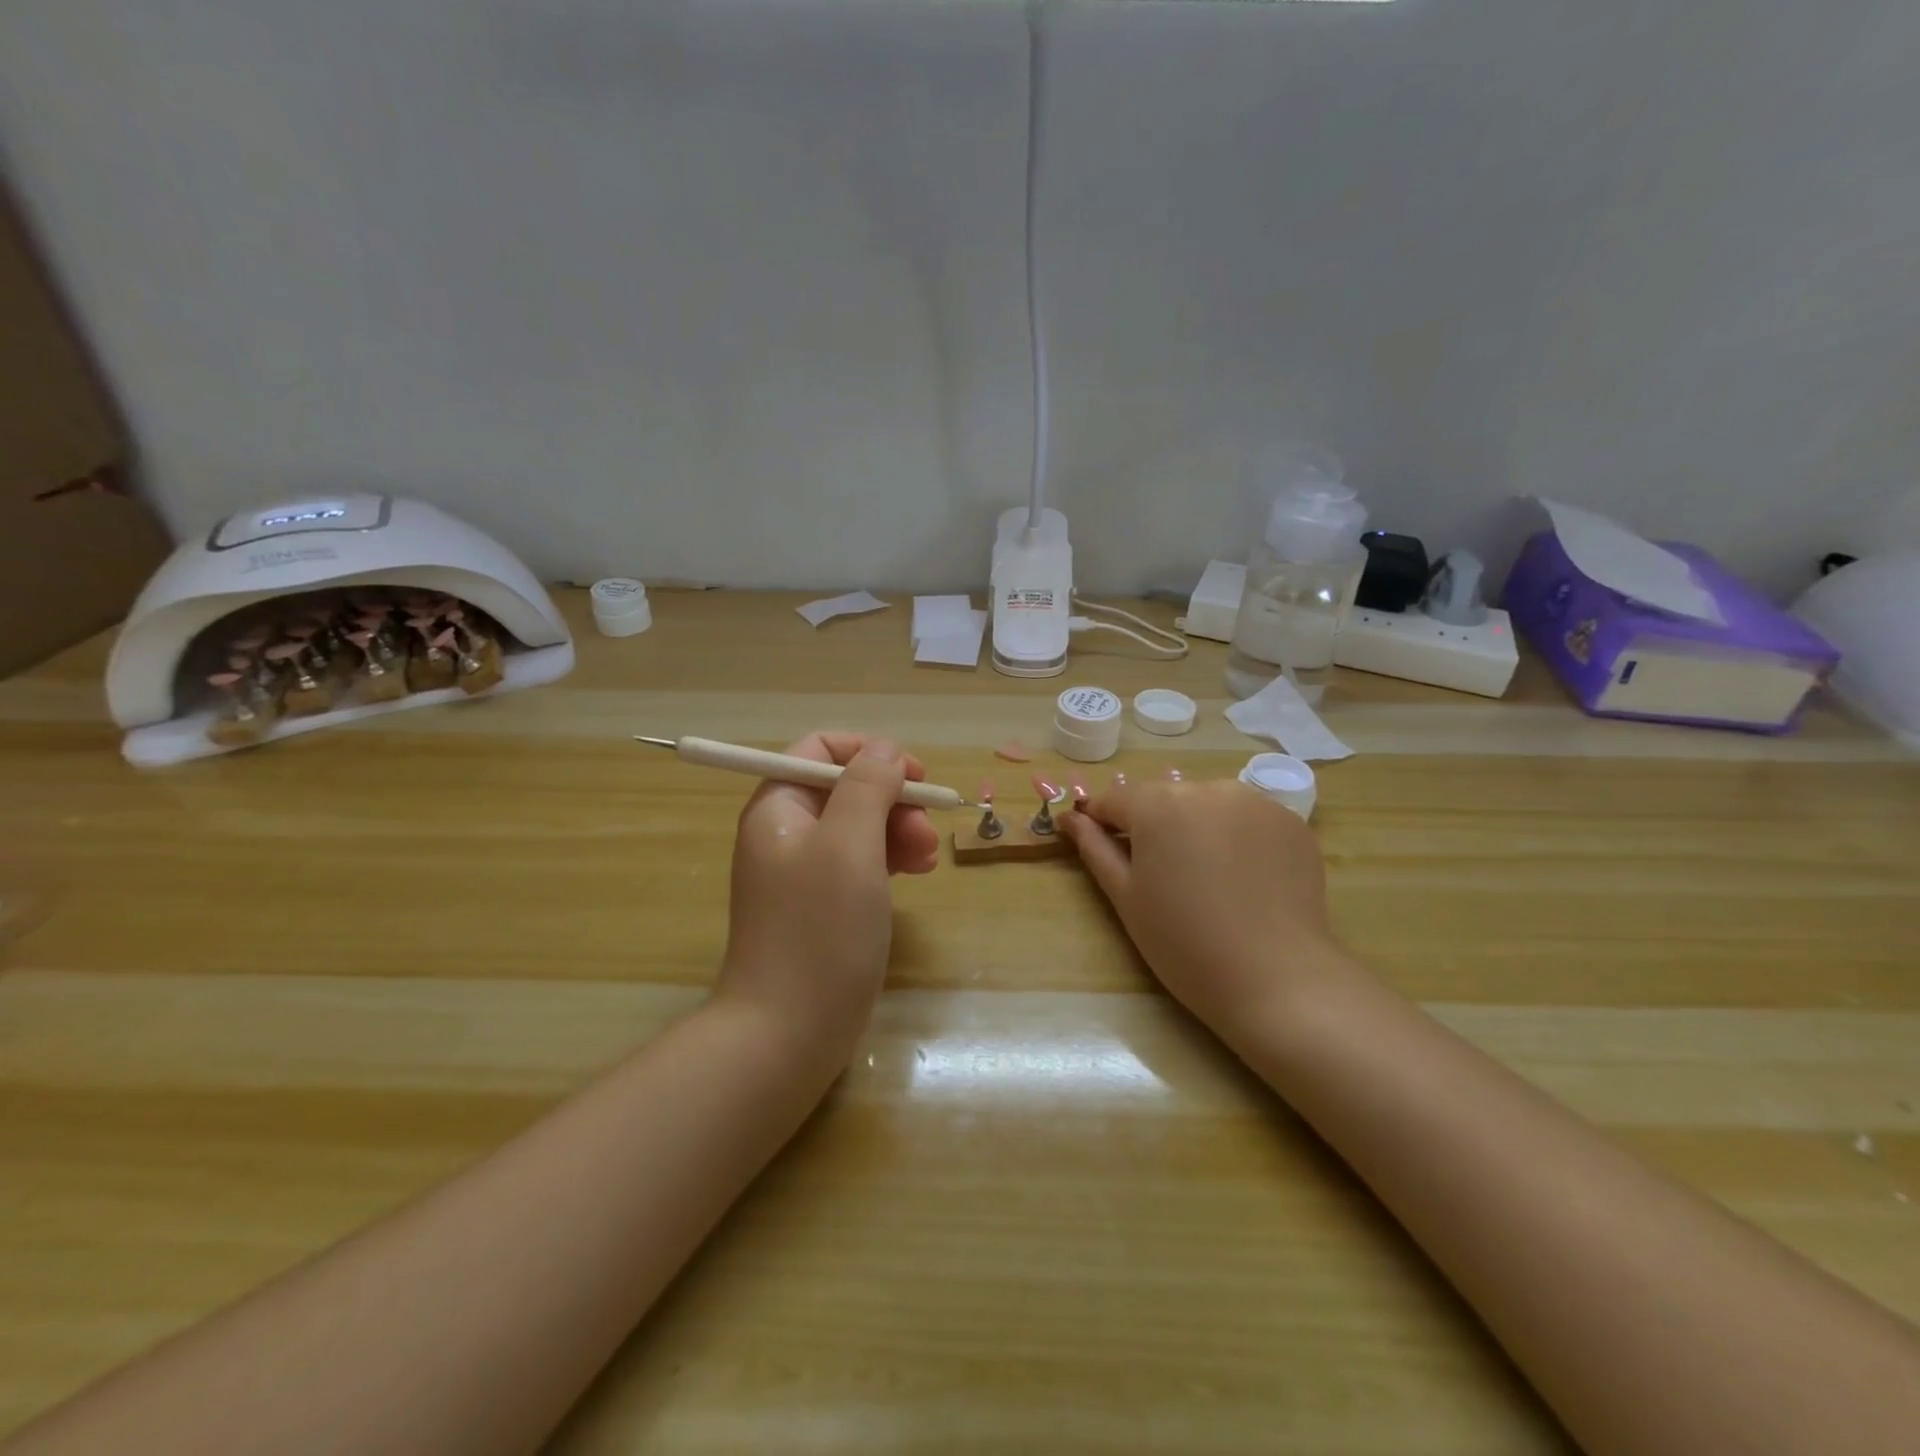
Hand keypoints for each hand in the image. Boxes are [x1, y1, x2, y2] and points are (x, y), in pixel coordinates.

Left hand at [716, 732, 939, 1064]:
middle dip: (893, 800)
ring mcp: (804, 872)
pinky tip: (916, 874)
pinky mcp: (823, 906)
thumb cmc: (818, 930)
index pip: (821, 749)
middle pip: (846, 788)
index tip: (913, 775)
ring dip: (899, 831)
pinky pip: (861, 863)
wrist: (787, 1033)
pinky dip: (890, 860)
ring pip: (860, 826)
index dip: (870, 752)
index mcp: (779, 806)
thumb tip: (885, 750)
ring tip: (928, 860)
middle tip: (927, 831)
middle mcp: (787, 832)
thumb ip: (868, 786)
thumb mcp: (849, 845)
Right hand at [1058, 778, 1356, 1038]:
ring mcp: (1255, 802)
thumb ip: (1095, 848)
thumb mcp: (1126, 897)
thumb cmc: (1184, 943)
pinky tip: (1241, 877)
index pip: (1115, 799)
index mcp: (1159, 805)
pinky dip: (1235, 837)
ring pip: (1206, 804)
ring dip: (1195, 827)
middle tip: (1158, 874)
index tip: (1098, 845)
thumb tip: (1069, 818)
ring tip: (1203, 875)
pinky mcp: (1290, 822)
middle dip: (1152, 825)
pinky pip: (1246, 818)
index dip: (1101, 821)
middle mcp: (1207, 789)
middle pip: (1163, 798)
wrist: (1277, 980)